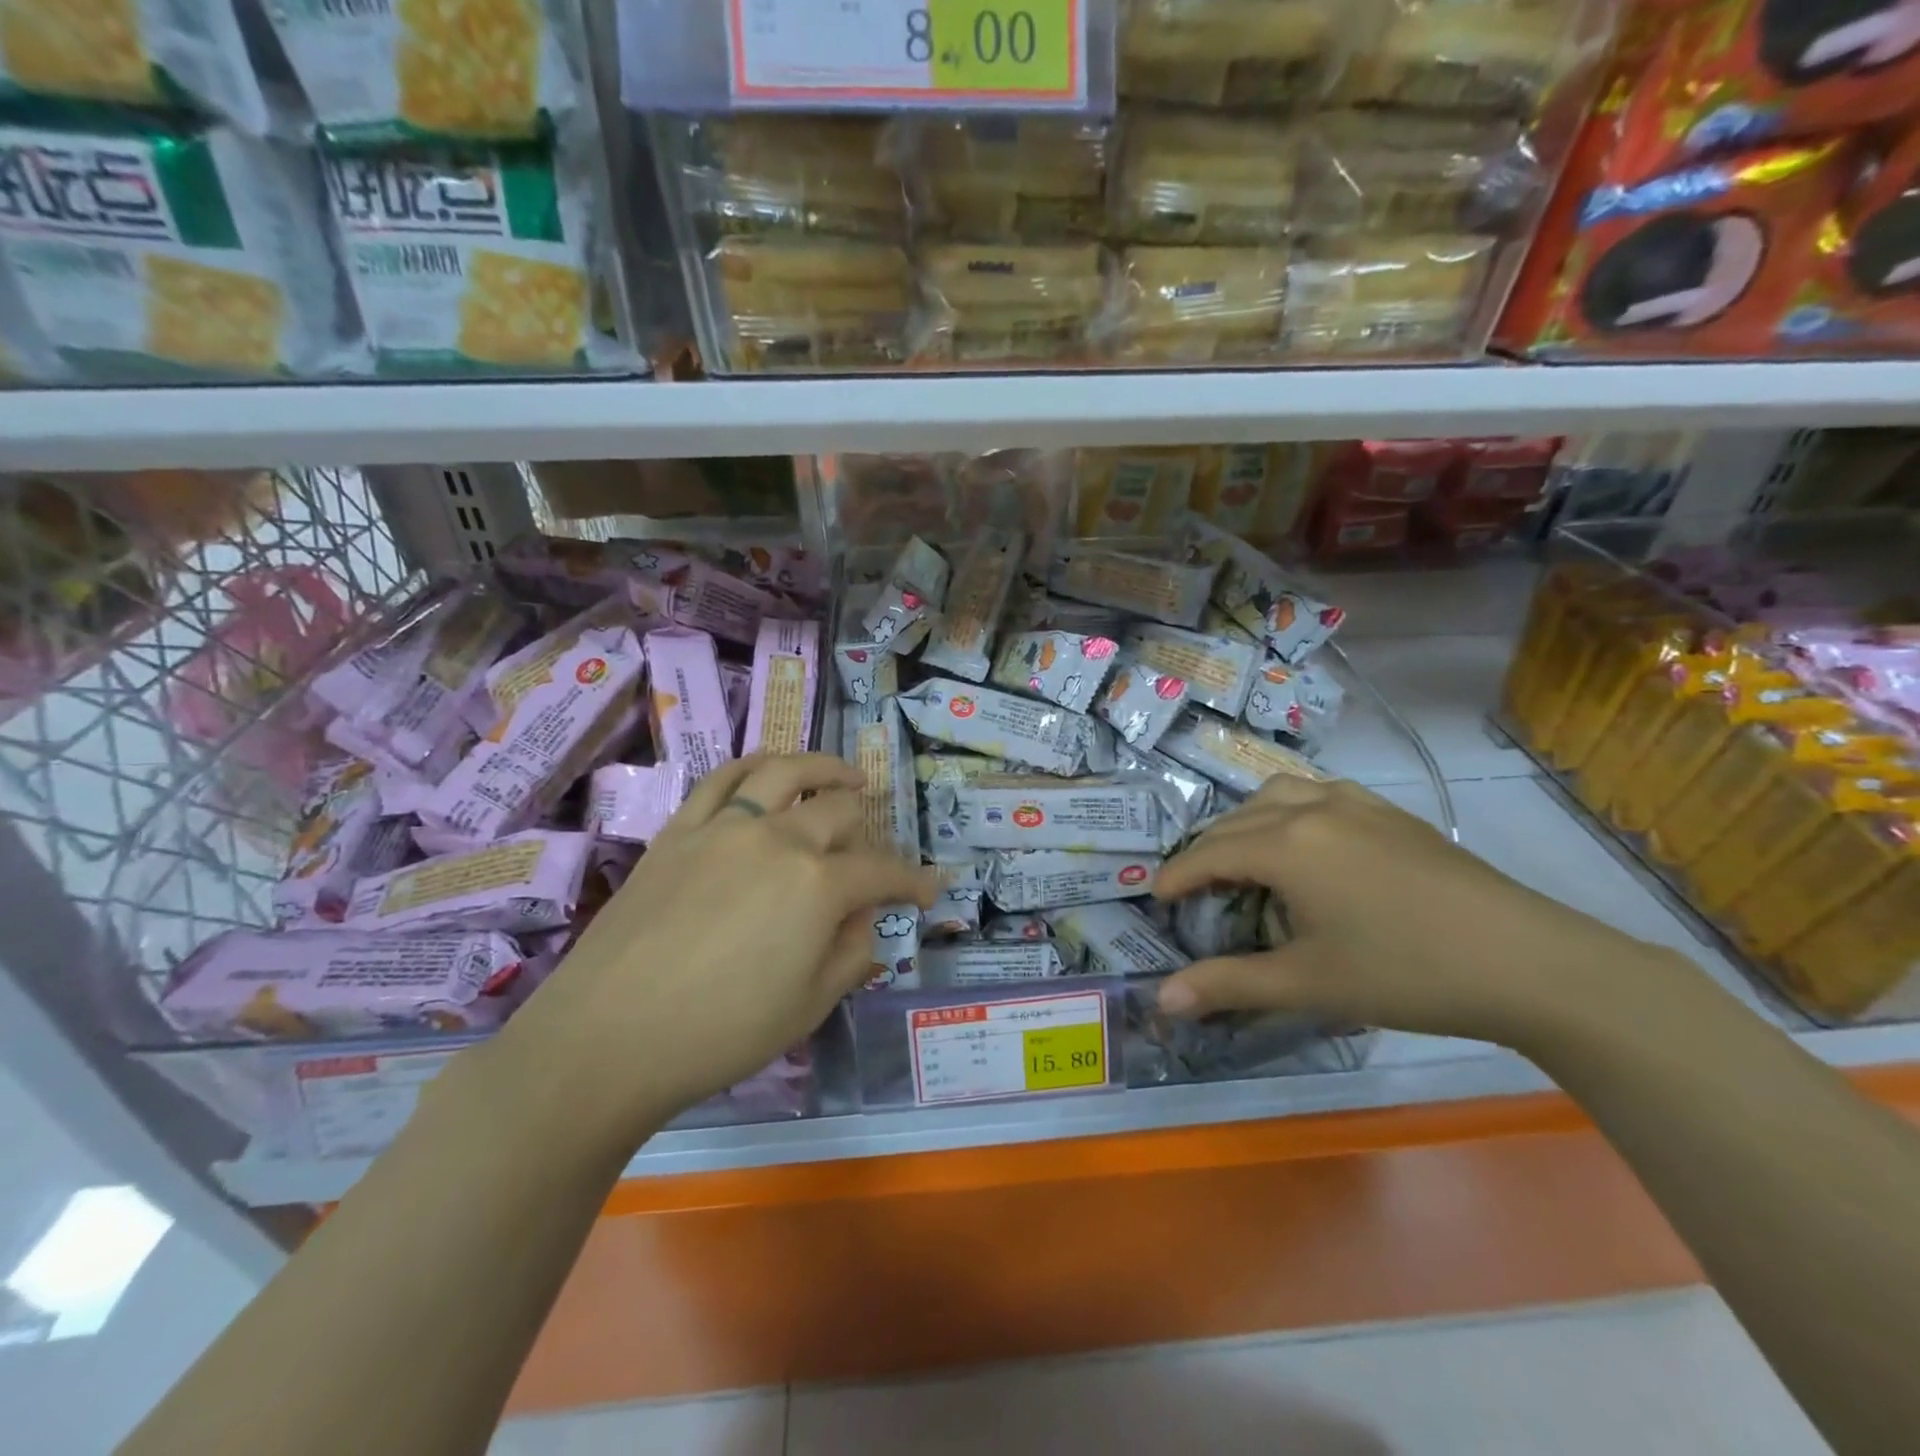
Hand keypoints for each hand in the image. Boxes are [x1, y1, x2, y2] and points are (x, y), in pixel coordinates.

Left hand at [498, 753, 939, 1136]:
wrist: (607, 1037)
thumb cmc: (720, 1033)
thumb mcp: (808, 1008)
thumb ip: (850, 954)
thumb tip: (863, 919)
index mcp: (818, 885)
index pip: (882, 872)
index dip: (914, 881)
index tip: (932, 888)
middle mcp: (778, 840)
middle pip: (839, 810)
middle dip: (871, 825)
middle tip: (876, 846)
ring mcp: (725, 828)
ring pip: (785, 773)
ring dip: (824, 768)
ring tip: (844, 775)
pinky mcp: (680, 831)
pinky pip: (723, 780)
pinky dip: (755, 765)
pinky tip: (769, 768)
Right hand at [1152, 774, 1643, 1046]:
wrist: (1529, 962)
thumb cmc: (1405, 973)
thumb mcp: (1308, 984)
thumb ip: (1228, 985)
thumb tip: (1161, 1000)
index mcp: (1286, 845)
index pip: (1209, 854)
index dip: (1177, 877)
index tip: (1157, 899)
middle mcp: (1313, 809)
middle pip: (1237, 820)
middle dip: (1206, 852)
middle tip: (1196, 889)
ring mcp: (1357, 805)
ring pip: (1278, 794)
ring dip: (1248, 821)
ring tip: (1246, 857)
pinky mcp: (1392, 813)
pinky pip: (1321, 793)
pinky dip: (1292, 809)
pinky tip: (1309, 841)